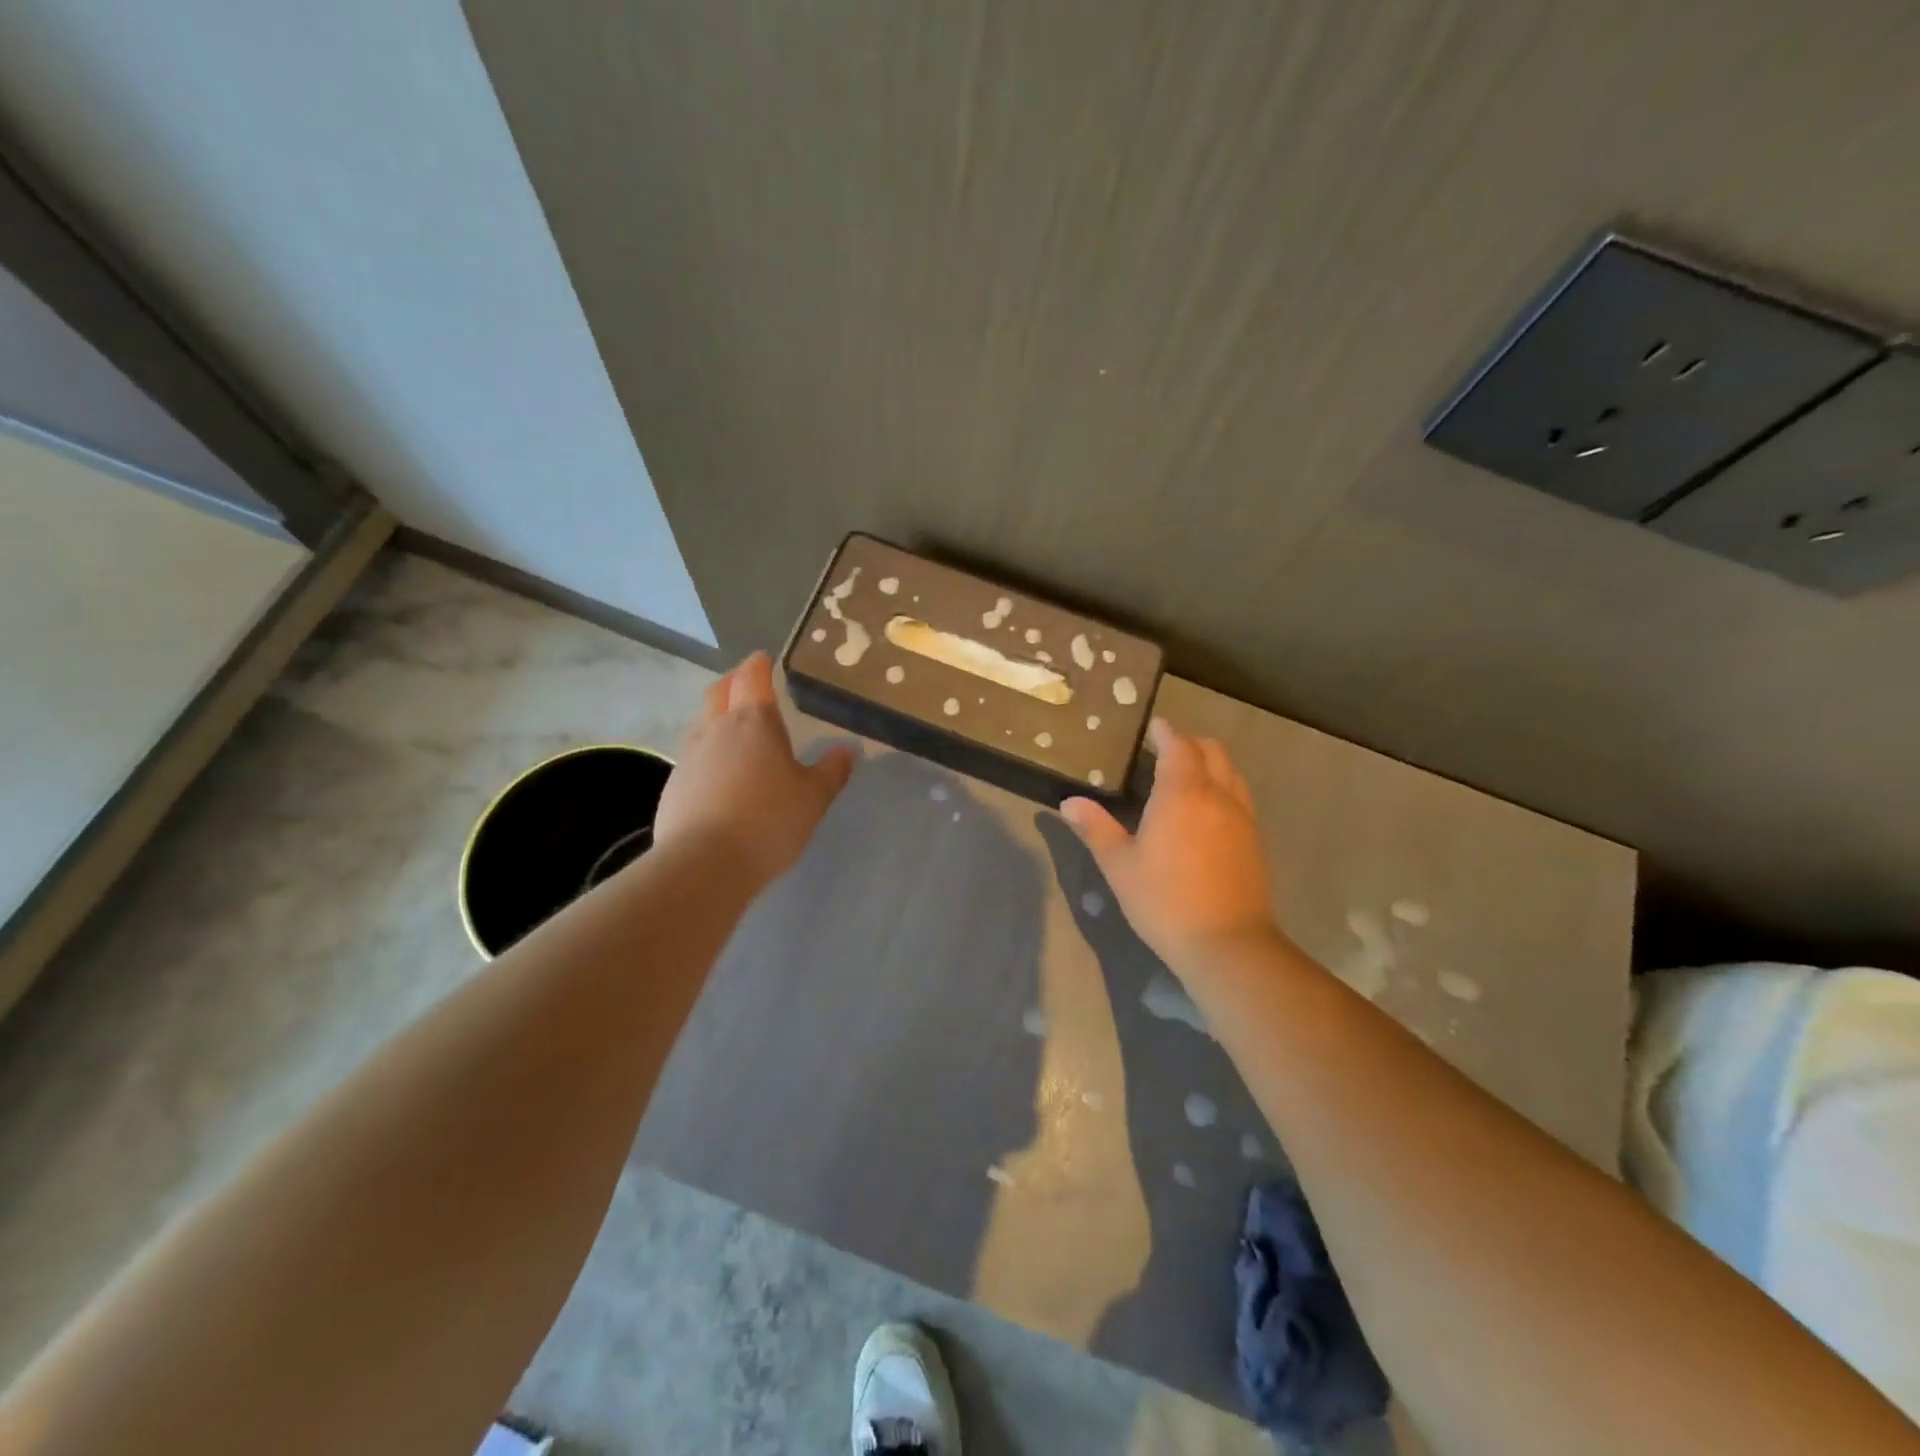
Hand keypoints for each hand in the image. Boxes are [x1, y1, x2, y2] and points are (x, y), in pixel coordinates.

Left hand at [656, 652, 855, 887]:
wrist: (703, 864)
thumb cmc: (768, 821)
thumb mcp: (813, 798)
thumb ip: (831, 771)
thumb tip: (847, 749)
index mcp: (754, 722)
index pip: (752, 677)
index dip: (758, 665)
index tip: (764, 659)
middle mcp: (717, 729)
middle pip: (719, 691)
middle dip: (733, 682)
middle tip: (747, 686)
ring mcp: (689, 756)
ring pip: (702, 722)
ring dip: (716, 717)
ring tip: (734, 731)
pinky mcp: (673, 785)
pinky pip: (692, 756)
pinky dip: (707, 754)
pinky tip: (719, 776)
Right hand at [1060, 717, 1277, 973]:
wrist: (1228, 944)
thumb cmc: (1164, 900)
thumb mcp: (1119, 865)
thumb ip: (1095, 829)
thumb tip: (1069, 802)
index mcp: (1182, 793)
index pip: (1178, 746)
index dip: (1165, 732)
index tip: (1154, 727)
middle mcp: (1217, 796)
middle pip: (1212, 751)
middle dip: (1190, 743)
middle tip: (1166, 750)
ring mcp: (1242, 818)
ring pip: (1232, 773)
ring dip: (1211, 764)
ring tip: (1187, 778)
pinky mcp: (1255, 842)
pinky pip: (1241, 798)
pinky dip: (1224, 789)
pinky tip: (1207, 814)